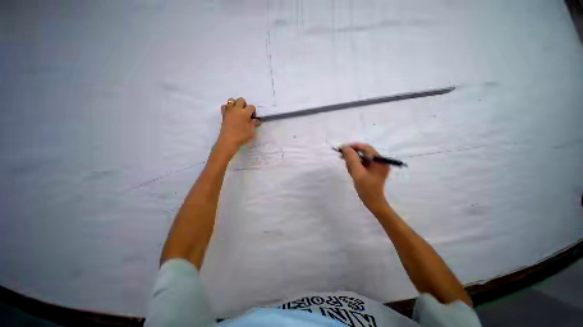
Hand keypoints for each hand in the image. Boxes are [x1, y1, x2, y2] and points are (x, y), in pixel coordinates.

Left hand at [215, 97, 259, 156]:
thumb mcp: (251, 130)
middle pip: (241, 100)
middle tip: (246, 113)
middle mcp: (237, 109)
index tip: (253, 118)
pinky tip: (231, 113)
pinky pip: (225, 106)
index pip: (251, 106)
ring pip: (231, 100)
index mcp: (245, 112)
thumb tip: (256, 120)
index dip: (253, 111)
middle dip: (245, 104)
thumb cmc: (242, 135)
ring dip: (236, 104)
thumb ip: (254, 123)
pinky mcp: (223, 114)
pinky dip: (228, 107)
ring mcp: (229, 111)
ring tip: (238, 112)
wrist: (229, 140)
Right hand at [341, 143, 389, 211]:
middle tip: (342, 158)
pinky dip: (355, 166)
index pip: (365, 147)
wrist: (373, 202)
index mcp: (379, 160)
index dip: (353, 146)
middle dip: (352, 155)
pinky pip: (361, 164)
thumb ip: (352, 159)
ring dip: (352, 162)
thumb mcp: (358, 172)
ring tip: (349, 170)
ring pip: (361, 158)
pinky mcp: (372, 170)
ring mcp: (376, 166)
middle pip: (363, 152)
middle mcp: (379, 161)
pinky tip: (352, 172)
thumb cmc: (367, 188)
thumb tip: (345, 147)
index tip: (342, 149)